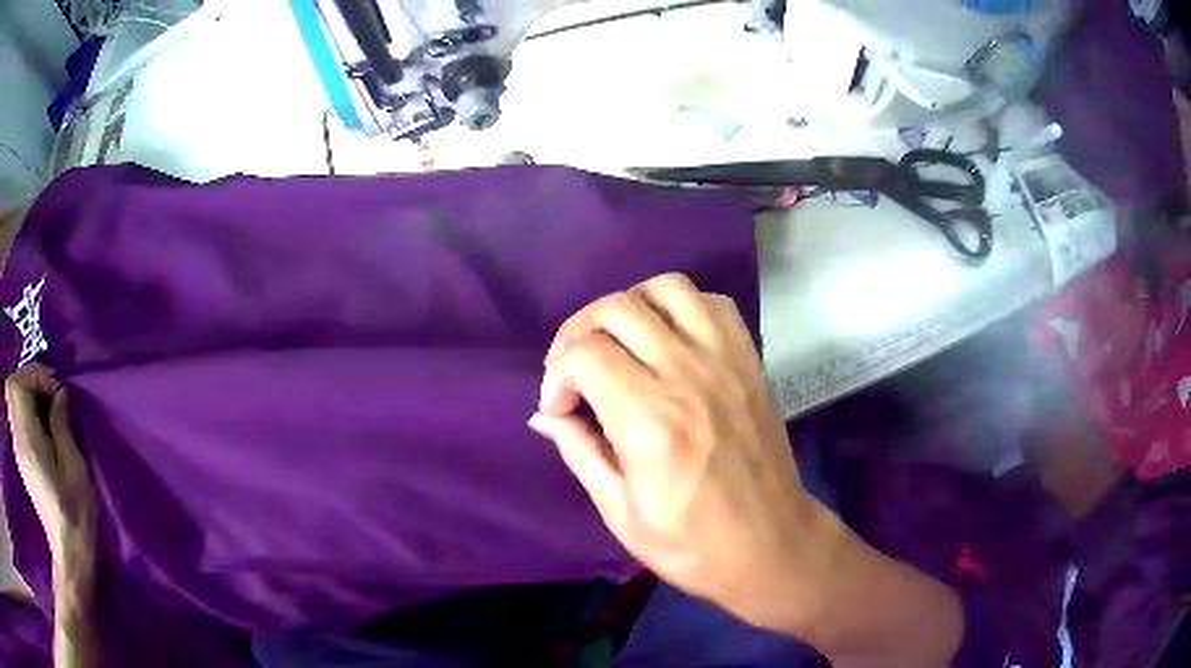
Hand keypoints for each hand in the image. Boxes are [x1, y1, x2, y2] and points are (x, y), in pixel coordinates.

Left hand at [5, 365, 94, 586]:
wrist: (69, 551)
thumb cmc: (76, 512)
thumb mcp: (75, 467)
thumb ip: (62, 424)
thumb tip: (60, 394)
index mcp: (28, 440)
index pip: (19, 384)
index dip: (36, 376)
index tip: (56, 391)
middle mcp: (18, 439)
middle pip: (11, 386)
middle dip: (28, 378)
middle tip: (48, 392)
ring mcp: (18, 450)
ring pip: (12, 399)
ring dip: (25, 391)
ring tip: (44, 405)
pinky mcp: (21, 458)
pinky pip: (15, 415)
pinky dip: (24, 407)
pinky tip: (39, 423)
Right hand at [530, 273, 838, 630]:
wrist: (770, 544)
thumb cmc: (691, 544)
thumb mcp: (620, 510)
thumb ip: (578, 450)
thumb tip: (545, 414)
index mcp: (649, 420)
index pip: (584, 355)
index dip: (557, 376)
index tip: (558, 408)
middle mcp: (687, 375)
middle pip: (618, 309)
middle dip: (579, 332)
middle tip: (573, 369)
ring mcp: (725, 361)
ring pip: (667, 289)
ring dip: (630, 305)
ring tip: (617, 341)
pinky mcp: (750, 361)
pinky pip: (712, 303)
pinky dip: (680, 306)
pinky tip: (667, 338)